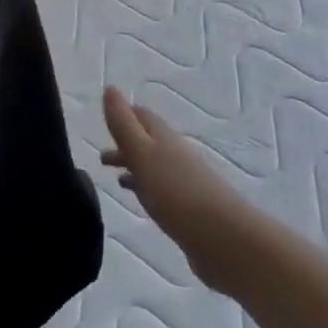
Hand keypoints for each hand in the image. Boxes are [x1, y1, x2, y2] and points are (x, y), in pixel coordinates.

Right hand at [101, 87, 254, 291]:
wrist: (226, 240)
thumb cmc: (177, 192)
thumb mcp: (142, 154)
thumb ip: (123, 124)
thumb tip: (110, 88)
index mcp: (163, 138)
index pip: (142, 116)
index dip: (124, 114)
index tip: (105, 118)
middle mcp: (176, 155)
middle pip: (148, 142)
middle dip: (125, 144)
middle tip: (102, 157)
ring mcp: (185, 182)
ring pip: (154, 167)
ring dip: (134, 168)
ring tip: (114, 179)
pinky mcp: (190, 209)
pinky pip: (162, 191)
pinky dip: (146, 189)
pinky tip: (141, 201)